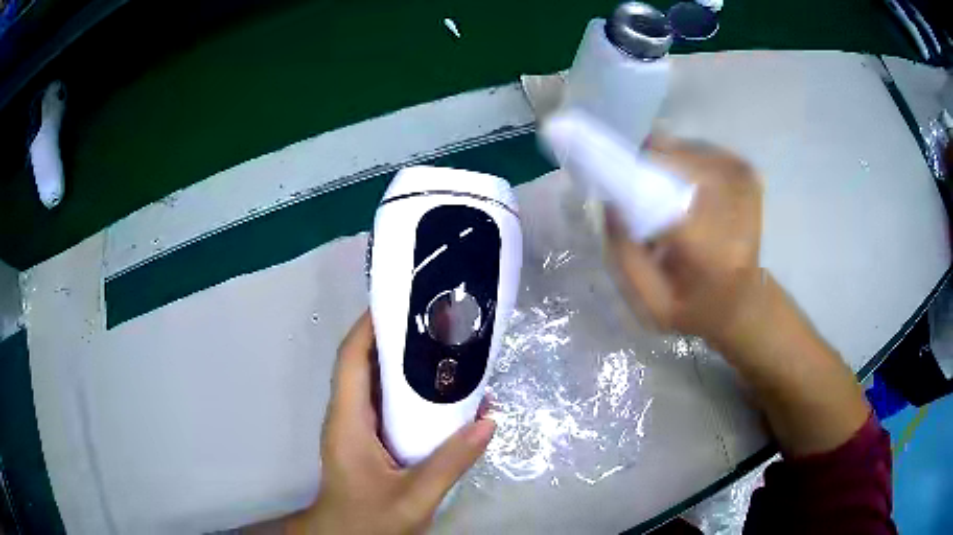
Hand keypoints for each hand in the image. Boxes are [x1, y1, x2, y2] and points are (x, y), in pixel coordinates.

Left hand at [286, 312, 495, 534]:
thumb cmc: (370, 520)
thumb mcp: (414, 497)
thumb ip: (450, 463)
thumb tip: (488, 421)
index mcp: (348, 421)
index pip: (351, 359)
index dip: (370, 326)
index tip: (402, 303)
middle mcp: (345, 415)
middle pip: (361, 362)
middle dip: (392, 336)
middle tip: (434, 321)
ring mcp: (353, 426)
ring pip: (371, 380)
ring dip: (399, 361)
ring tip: (440, 346)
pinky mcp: (363, 437)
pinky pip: (380, 401)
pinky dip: (403, 388)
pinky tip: (435, 391)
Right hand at [604, 137, 869, 455]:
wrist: (757, 313)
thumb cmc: (702, 318)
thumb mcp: (648, 306)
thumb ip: (623, 252)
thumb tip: (613, 199)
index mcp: (706, 238)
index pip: (656, 175)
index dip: (623, 163)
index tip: (603, 167)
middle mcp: (731, 196)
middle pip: (667, 153)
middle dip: (644, 169)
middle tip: (642, 203)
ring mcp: (746, 179)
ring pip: (685, 149)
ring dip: (666, 170)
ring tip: (671, 209)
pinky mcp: (750, 172)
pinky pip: (702, 152)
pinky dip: (688, 167)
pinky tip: (694, 203)